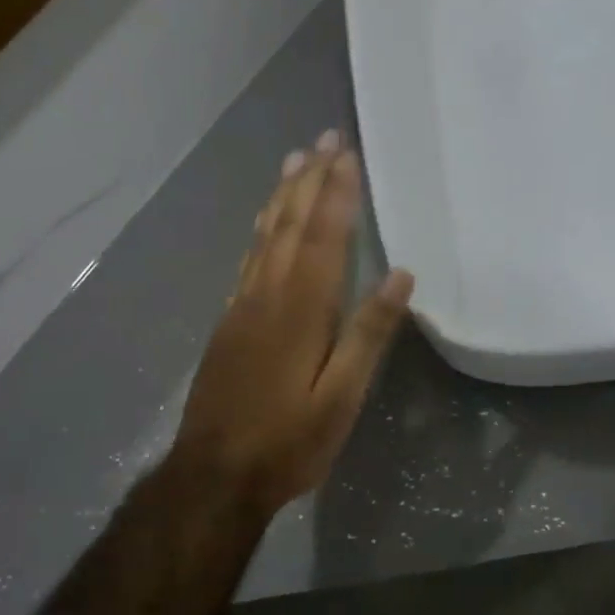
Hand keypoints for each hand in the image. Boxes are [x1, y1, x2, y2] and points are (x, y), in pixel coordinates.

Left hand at [171, 131, 414, 515]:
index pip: (323, 237)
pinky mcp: (228, 325)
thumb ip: (369, 334)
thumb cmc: (289, 442)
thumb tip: (400, 276)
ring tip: (293, 161)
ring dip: (281, 197)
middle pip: (290, 226)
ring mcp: (242, 308)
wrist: (214, 477)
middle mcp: (268, 296)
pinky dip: (261, 232)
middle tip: (322, 137)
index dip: (336, 193)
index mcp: (302, 310)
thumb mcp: (342, 397)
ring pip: (264, 238)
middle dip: (309, 179)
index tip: (345, 152)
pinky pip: (247, 261)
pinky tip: (265, 225)